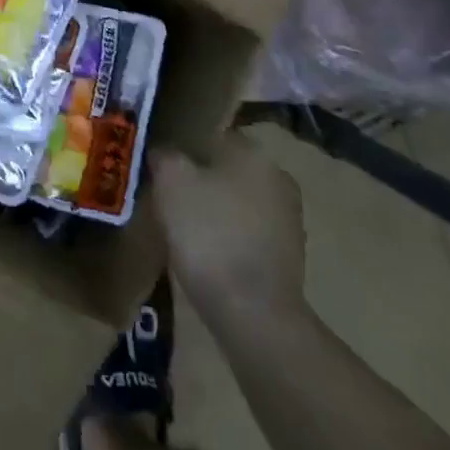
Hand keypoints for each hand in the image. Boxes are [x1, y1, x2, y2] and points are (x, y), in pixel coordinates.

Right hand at [152, 133, 307, 327]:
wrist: (253, 313)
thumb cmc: (209, 233)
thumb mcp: (170, 181)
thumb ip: (165, 156)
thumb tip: (165, 152)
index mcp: (254, 153)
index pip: (212, 136)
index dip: (182, 146)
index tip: (160, 164)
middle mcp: (278, 178)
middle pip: (226, 169)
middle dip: (200, 179)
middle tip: (167, 194)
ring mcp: (289, 220)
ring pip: (238, 202)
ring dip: (214, 210)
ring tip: (181, 226)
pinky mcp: (288, 258)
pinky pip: (247, 233)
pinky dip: (227, 238)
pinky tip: (205, 253)